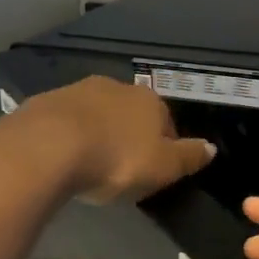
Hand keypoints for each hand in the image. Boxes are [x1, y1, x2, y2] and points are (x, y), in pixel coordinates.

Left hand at [20, 76, 215, 203]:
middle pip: (131, 115)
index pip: (167, 123)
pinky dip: (69, 136)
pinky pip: (67, 122)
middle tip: (122, 168)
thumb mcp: (163, 167)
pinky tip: (64, 158)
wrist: (47, 147)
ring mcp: (79, 91)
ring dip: (99, 133)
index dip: (164, 147)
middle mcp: (117, 87)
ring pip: (98, 114)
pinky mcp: (46, 102)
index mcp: (150, 101)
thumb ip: (190, 157)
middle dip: (129, 137)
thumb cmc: (116, 159)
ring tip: (92, 165)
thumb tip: (212, 147)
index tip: (153, 171)